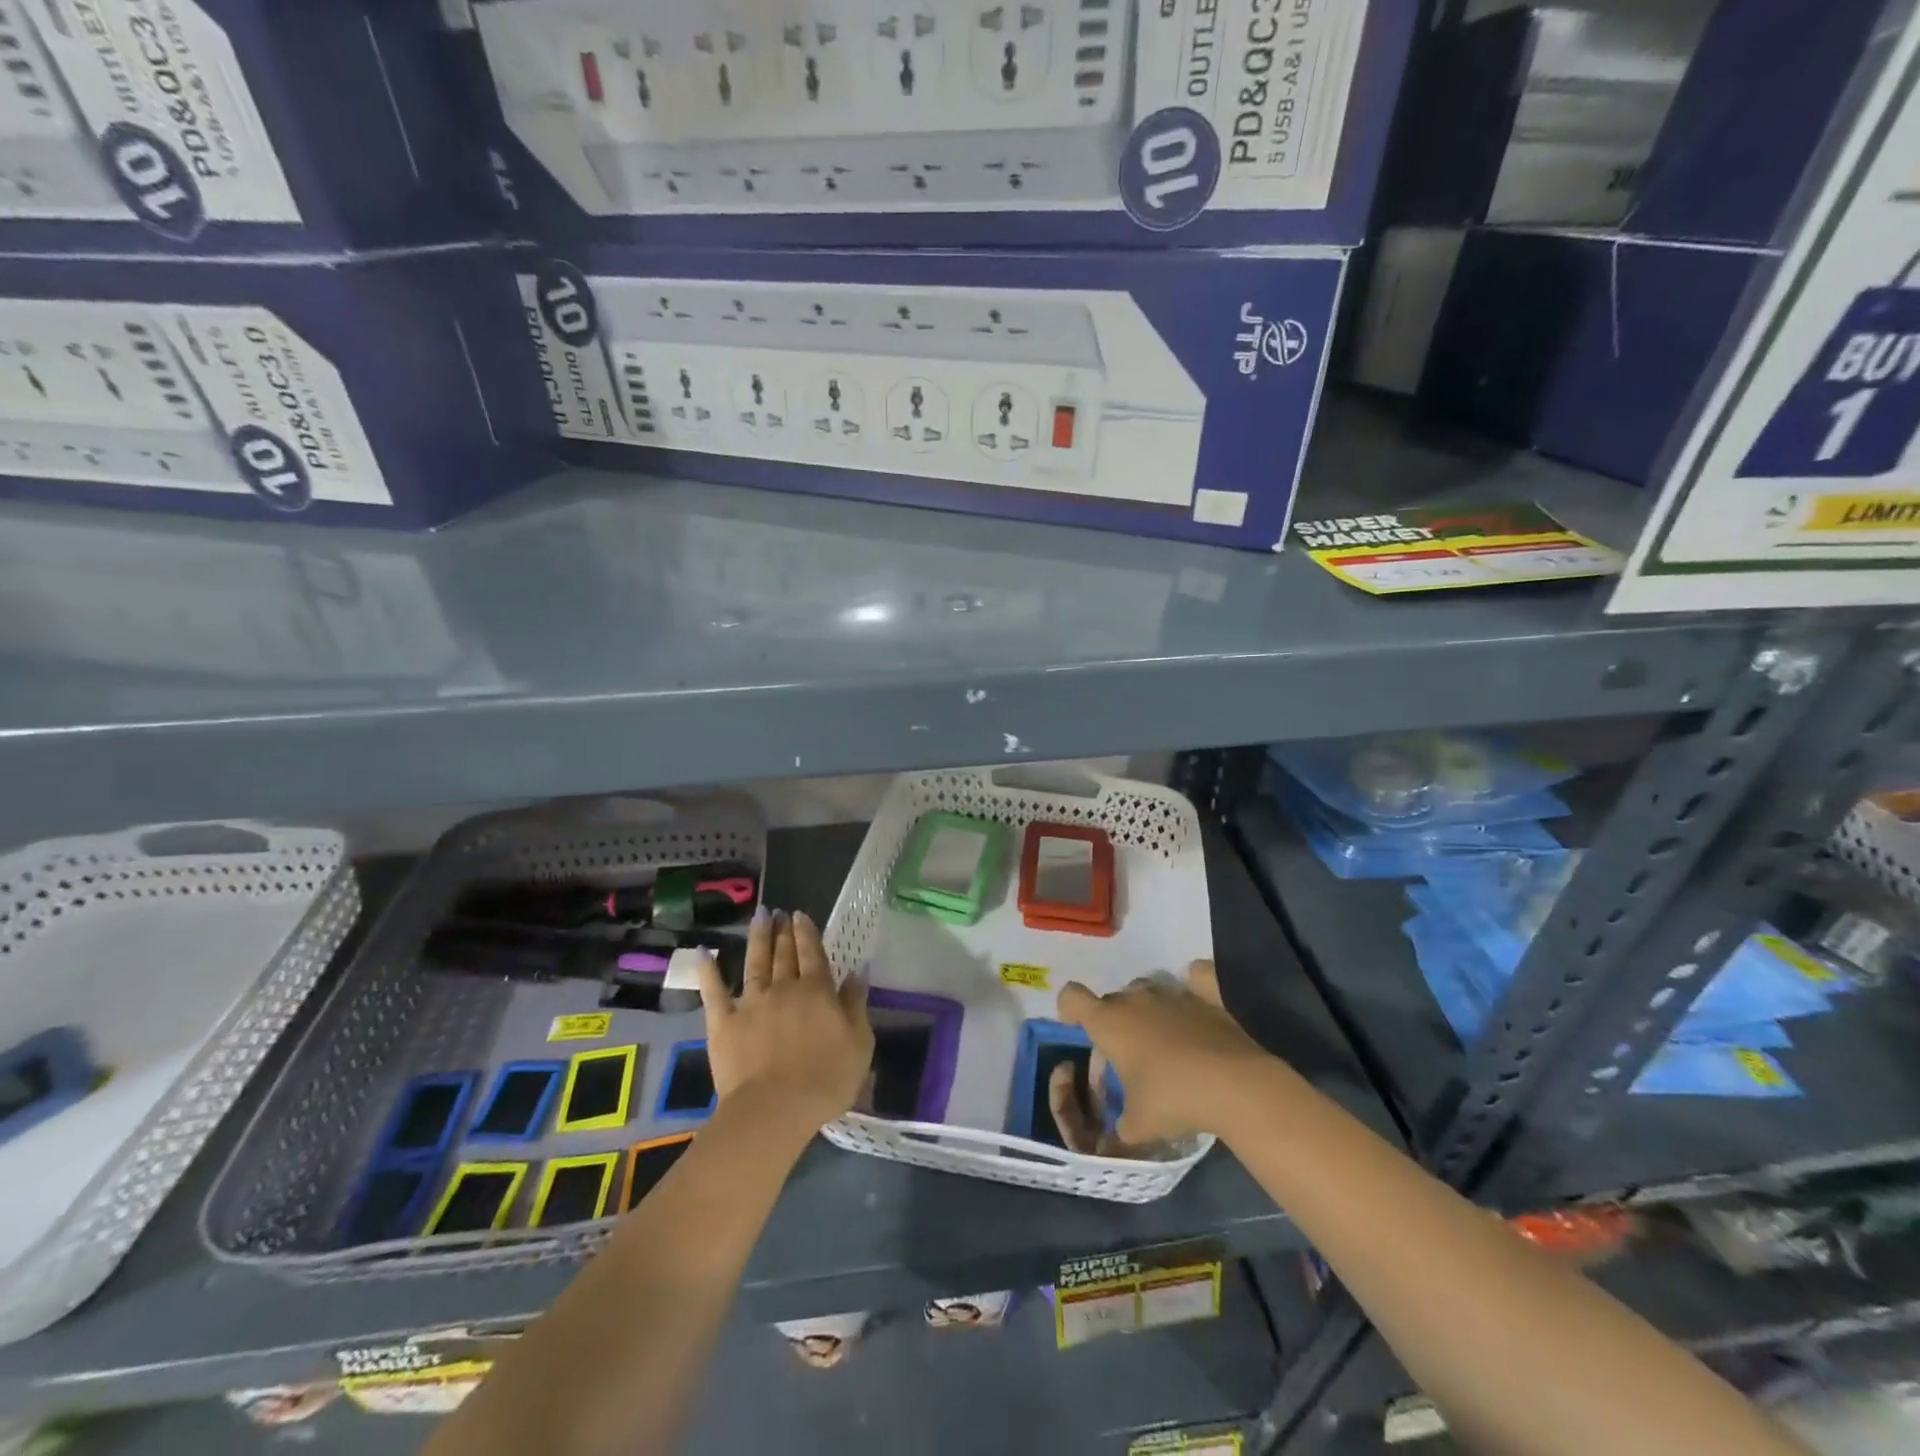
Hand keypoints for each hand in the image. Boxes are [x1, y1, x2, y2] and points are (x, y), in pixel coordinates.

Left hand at [696, 908, 872, 1140]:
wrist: (775, 1108)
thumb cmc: (826, 1079)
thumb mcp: (859, 1043)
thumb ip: (856, 1005)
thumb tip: (858, 972)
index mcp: (817, 991)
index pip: (813, 954)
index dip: (807, 932)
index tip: (800, 915)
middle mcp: (783, 988)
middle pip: (783, 954)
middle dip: (783, 931)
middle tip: (779, 911)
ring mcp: (751, 1003)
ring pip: (755, 963)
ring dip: (757, 938)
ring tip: (759, 917)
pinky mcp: (723, 1023)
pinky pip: (714, 992)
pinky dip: (708, 971)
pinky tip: (703, 952)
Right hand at [1056, 961, 1269, 1143]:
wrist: (1236, 1084)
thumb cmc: (1174, 1100)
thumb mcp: (1138, 1126)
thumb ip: (1118, 1132)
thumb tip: (1113, 1142)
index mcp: (1109, 1022)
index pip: (1072, 997)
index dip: (1070, 1010)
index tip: (1077, 1028)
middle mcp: (1136, 998)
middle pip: (1113, 999)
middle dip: (1114, 1022)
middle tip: (1128, 1058)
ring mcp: (1173, 992)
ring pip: (1149, 990)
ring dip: (1149, 1009)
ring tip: (1165, 1041)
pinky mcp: (1208, 993)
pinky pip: (1195, 978)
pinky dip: (1194, 987)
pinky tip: (1199, 1008)